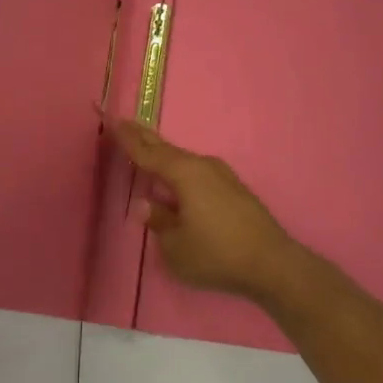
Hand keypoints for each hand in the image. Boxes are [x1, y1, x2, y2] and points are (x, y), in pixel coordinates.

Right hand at [109, 120, 302, 303]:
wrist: (271, 262)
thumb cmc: (216, 254)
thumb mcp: (176, 246)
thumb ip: (158, 222)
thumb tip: (144, 204)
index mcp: (183, 174)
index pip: (147, 153)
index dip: (127, 139)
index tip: (112, 121)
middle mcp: (202, 165)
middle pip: (166, 149)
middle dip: (143, 138)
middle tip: (124, 123)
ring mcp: (221, 174)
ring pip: (183, 160)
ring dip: (162, 154)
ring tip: (145, 148)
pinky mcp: (232, 187)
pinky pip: (196, 170)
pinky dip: (178, 168)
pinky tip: (176, 177)